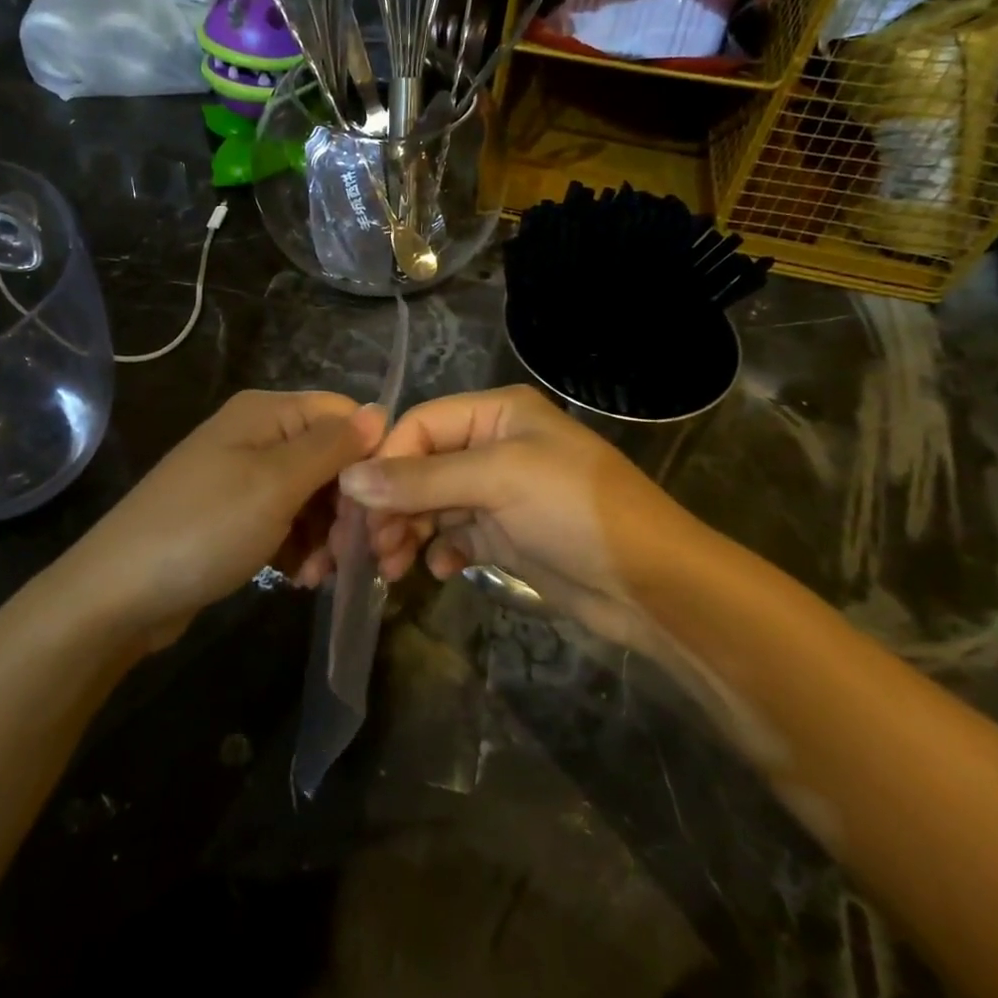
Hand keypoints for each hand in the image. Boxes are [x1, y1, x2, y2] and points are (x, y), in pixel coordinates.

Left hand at [60, 390, 385, 646]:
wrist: (118, 595)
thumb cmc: (204, 529)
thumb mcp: (276, 484)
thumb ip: (332, 447)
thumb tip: (381, 412)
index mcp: (266, 413)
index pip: (344, 416)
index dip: (370, 456)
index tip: (382, 506)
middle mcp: (256, 436)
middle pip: (330, 459)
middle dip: (347, 506)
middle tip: (353, 553)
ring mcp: (242, 478)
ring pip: (312, 497)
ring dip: (326, 535)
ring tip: (319, 574)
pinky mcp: (234, 517)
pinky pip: (285, 523)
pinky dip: (299, 548)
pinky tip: (299, 579)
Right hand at [336, 385, 707, 638]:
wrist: (649, 584)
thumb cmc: (574, 512)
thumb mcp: (498, 481)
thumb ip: (421, 479)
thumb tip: (348, 481)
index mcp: (496, 414)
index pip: (420, 425)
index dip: (384, 461)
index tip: (355, 505)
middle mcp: (494, 445)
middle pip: (421, 466)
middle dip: (392, 504)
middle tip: (368, 547)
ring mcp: (500, 491)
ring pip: (433, 504)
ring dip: (408, 531)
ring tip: (392, 567)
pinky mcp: (506, 533)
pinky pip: (456, 534)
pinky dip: (441, 549)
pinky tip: (439, 570)